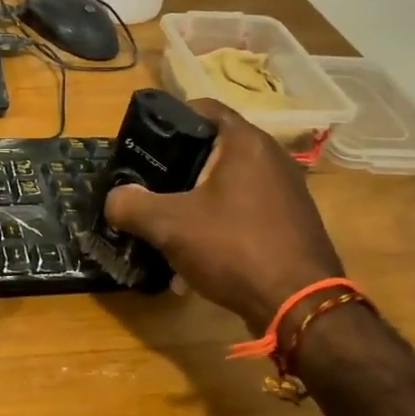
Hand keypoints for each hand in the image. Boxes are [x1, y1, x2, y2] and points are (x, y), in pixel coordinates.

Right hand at [102, 98, 343, 333]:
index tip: (142, 144)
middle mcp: (271, 158)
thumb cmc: (234, 248)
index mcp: (245, 143)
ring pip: (226, 185)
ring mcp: (286, 192)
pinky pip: (244, 212)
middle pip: (212, 149)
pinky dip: (218, 226)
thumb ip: (132, 205)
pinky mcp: (290, 223)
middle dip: (176, 169)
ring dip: (195, 203)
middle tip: (148, 187)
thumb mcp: (170, 225)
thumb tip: (115, 199)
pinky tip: (197, 258)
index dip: (168, 120)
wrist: (299, 307)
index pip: (202, 108)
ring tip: (167, 228)